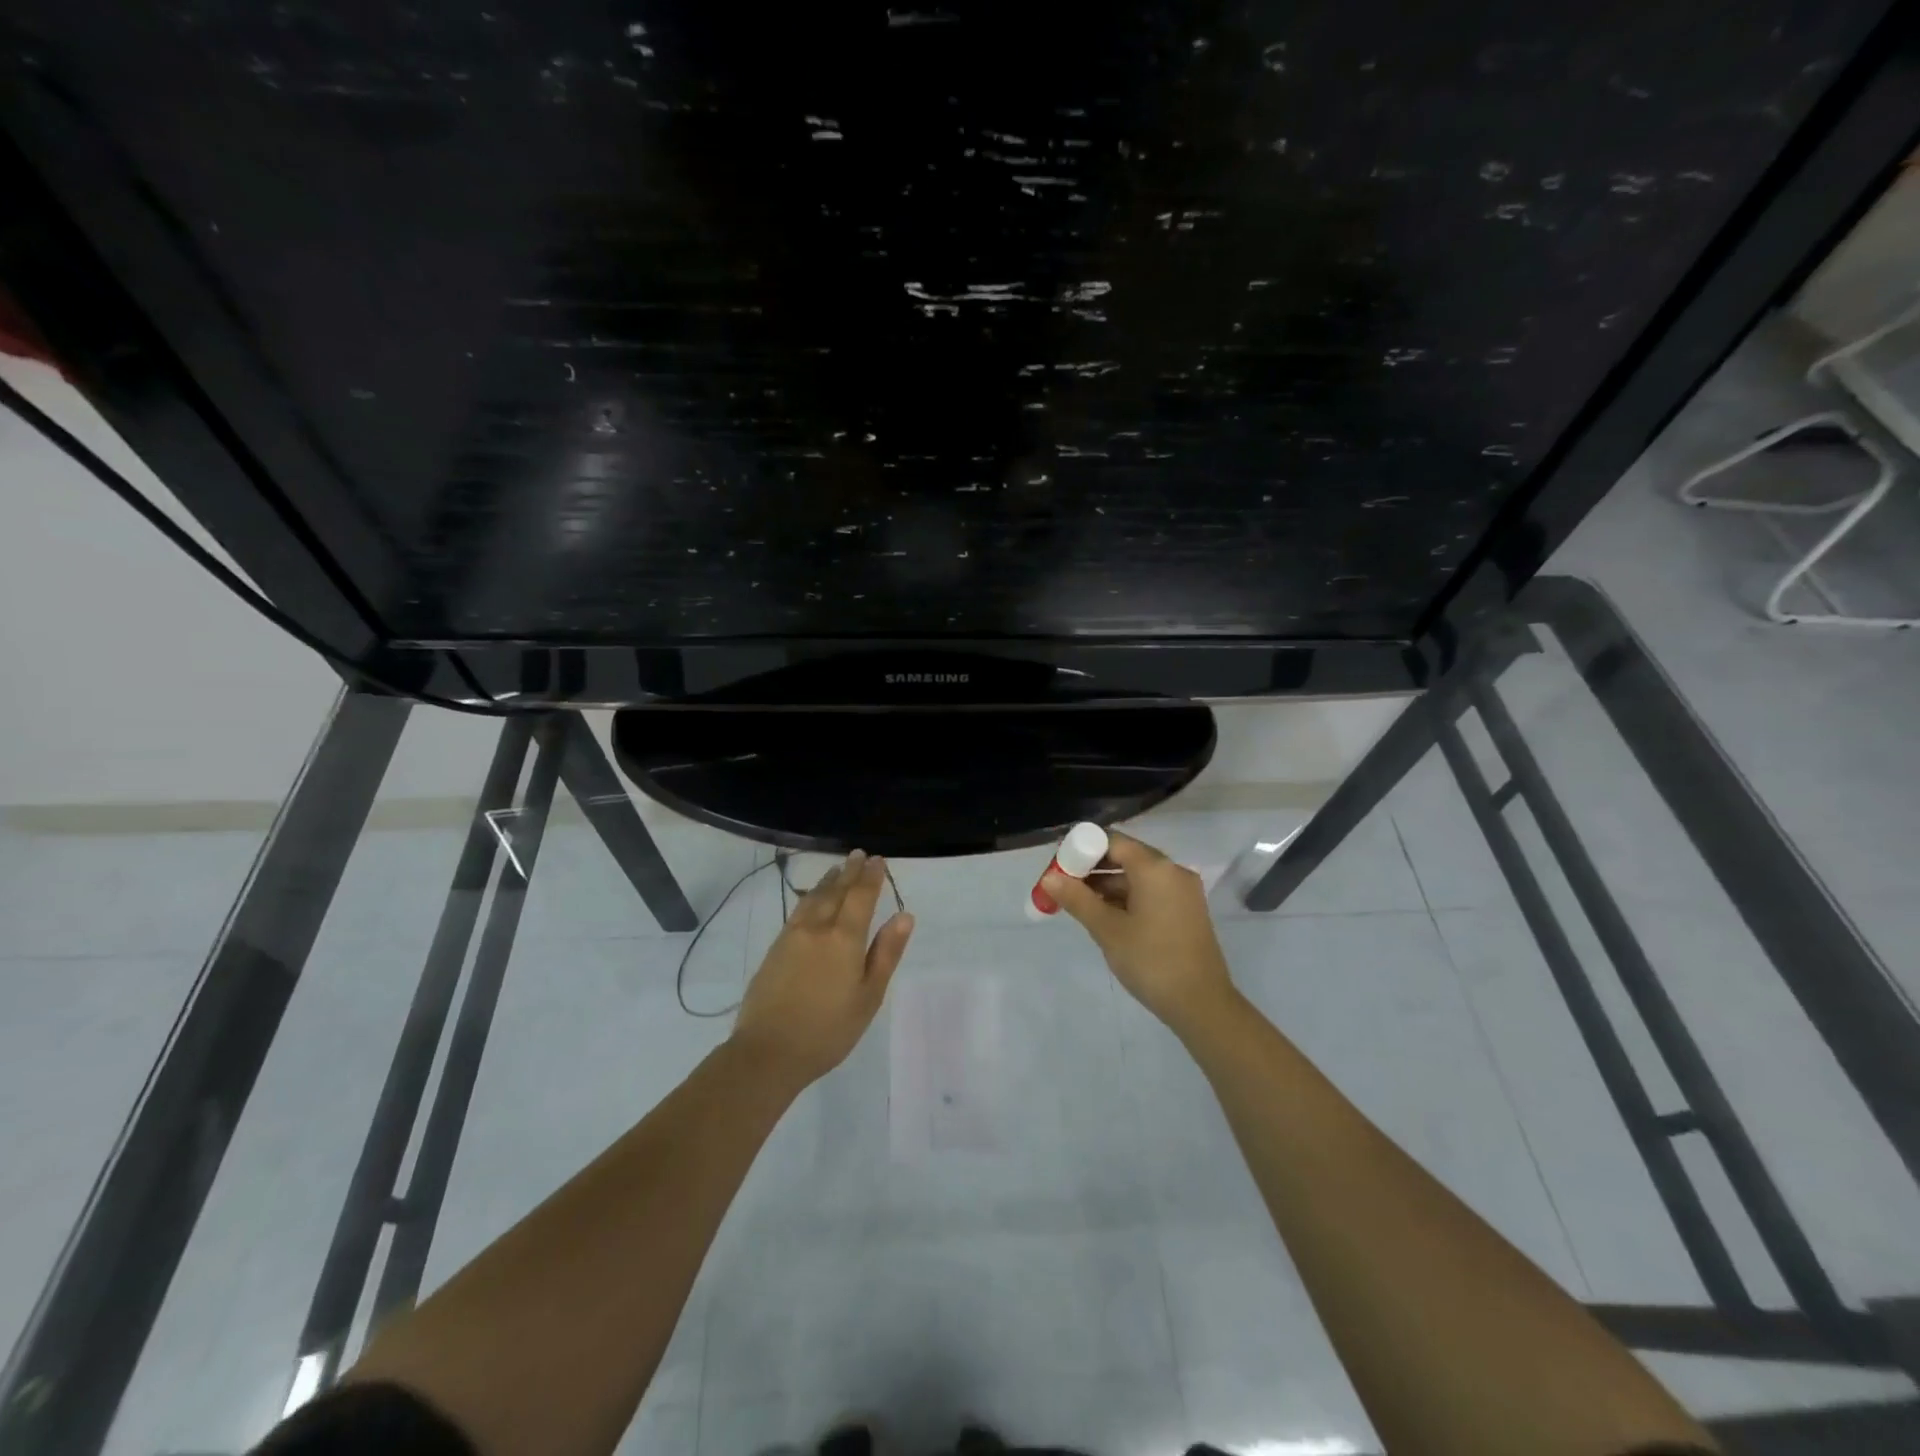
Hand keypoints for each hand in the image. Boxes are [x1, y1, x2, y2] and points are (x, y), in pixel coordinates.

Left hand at [730, 850, 913, 1085]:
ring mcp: (792, 936)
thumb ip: (886, 953)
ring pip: (814, 897)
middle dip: (849, 872)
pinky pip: (798, 910)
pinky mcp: (775, 948)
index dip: (871, 877)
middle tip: (859, 855)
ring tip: (837, 868)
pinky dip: (810, 896)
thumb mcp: (869, 996)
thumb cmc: (829, 1030)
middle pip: (836, 891)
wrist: (768, 1051)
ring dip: (828, 880)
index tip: (878, 860)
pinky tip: (811, 899)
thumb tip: (904, 915)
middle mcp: (817, 928)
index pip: (861, 896)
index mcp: (845, 938)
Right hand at [1043, 830, 1234, 1033]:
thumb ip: (1077, 899)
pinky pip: (1151, 892)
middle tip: (1064, 887)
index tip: (1059, 868)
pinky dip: (1127, 898)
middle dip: (1092, 869)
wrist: (1202, 1005)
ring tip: (1079, 905)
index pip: (1112, 841)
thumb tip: (1049, 877)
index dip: (1082, 850)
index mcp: (1155, 868)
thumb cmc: (1151, 961)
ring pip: (1138, 876)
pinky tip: (1107, 917)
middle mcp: (1173, 871)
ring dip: (1108, 885)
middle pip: (1125, 856)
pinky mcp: (1187, 910)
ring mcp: (1183, 891)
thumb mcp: (1107, 930)